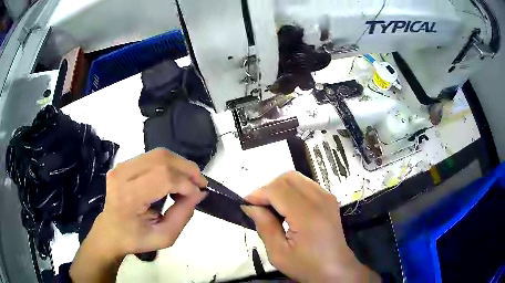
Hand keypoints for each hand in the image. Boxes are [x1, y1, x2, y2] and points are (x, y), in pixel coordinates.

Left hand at [70, 148, 206, 282]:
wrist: (110, 232)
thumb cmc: (135, 238)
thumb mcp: (164, 237)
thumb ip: (183, 215)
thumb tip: (199, 193)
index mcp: (129, 197)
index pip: (163, 178)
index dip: (186, 184)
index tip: (198, 195)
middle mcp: (123, 175)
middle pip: (162, 159)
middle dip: (187, 169)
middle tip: (200, 183)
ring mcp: (121, 167)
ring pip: (158, 154)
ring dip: (179, 164)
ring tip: (189, 180)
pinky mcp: (123, 164)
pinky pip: (152, 157)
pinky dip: (169, 165)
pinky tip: (174, 177)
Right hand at [242, 172, 379, 282]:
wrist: (335, 269)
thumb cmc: (306, 266)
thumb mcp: (278, 253)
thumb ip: (264, 226)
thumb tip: (250, 206)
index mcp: (307, 215)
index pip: (277, 190)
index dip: (258, 194)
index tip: (246, 205)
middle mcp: (320, 199)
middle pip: (287, 178)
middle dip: (268, 188)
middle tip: (259, 207)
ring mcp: (327, 197)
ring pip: (296, 178)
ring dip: (279, 188)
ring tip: (272, 209)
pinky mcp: (329, 199)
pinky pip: (306, 184)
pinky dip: (291, 190)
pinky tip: (287, 208)